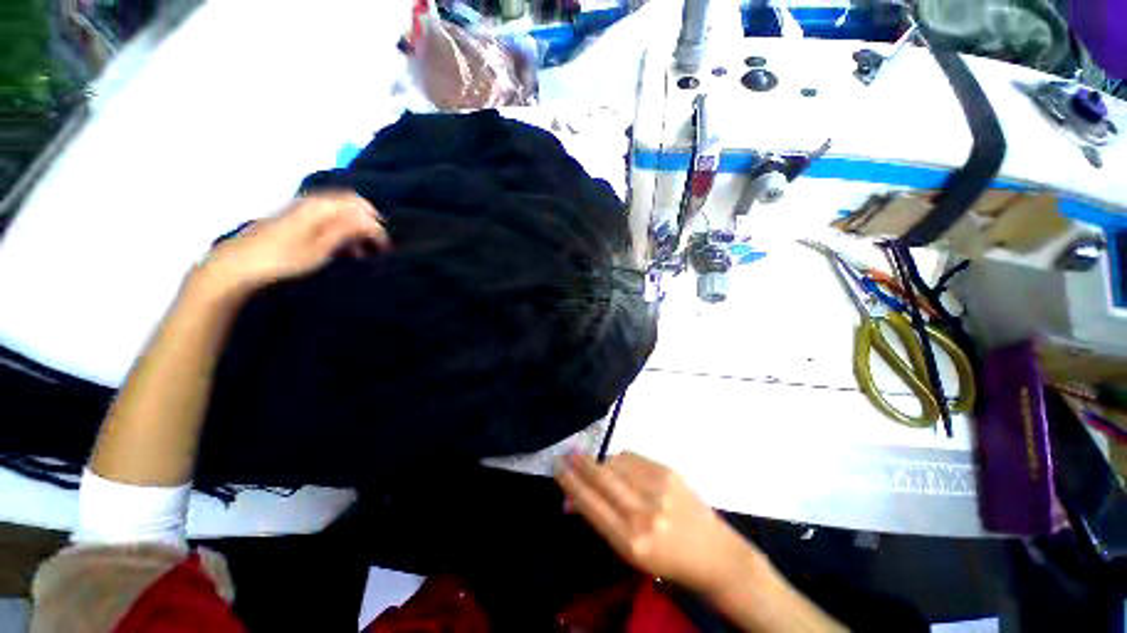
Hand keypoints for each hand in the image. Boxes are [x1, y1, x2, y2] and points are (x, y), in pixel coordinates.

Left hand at [198, 191, 389, 299]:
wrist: (239, 264)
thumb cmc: (284, 258)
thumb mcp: (321, 247)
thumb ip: (348, 230)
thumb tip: (372, 223)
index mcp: (321, 206)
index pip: (360, 208)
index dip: (376, 227)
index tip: (385, 248)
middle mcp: (312, 202)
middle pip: (351, 205)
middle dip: (368, 224)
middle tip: (376, 247)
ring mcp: (302, 209)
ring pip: (340, 212)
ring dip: (355, 229)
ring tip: (361, 252)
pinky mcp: (295, 220)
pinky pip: (327, 219)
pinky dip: (340, 231)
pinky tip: (342, 249)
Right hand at [555, 452, 765, 596]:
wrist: (715, 554)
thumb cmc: (668, 561)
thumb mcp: (630, 552)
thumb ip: (601, 521)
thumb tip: (572, 499)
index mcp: (631, 541)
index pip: (591, 504)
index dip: (571, 483)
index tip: (557, 468)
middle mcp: (643, 512)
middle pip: (601, 478)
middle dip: (580, 464)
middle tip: (565, 453)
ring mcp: (658, 488)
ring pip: (616, 462)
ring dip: (600, 462)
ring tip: (593, 464)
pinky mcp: (668, 471)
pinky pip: (633, 457)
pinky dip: (620, 459)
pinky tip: (618, 464)